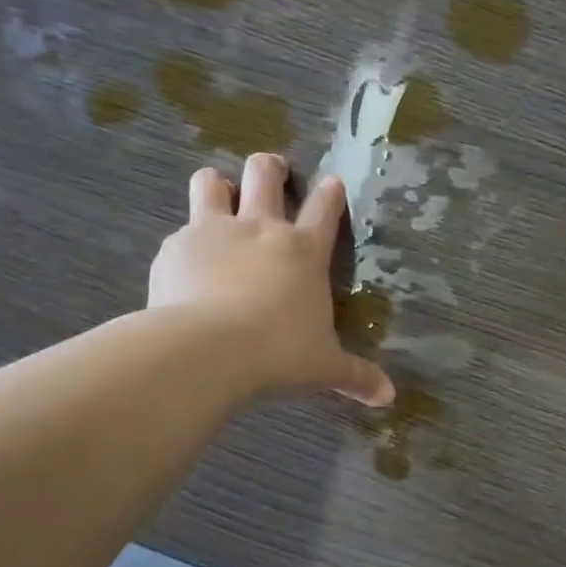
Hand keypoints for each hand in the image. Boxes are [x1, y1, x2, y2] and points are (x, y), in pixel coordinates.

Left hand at [149, 154, 394, 407]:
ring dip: (217, 185)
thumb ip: (356, 376)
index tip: (332, 182)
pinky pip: (180, 232)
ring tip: (218, 194)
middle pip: (264, 174)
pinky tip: (184, 265)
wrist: (209, 349)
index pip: (324, 209)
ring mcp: (214, 232)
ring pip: (211, 183)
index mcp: (303, 251)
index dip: (331, 192)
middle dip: (270, 168)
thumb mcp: (324, 367)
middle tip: (272, 173)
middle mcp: (260, 229)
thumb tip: (389, 398)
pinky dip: (185, 243)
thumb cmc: (279, 353)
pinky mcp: (176, 248)